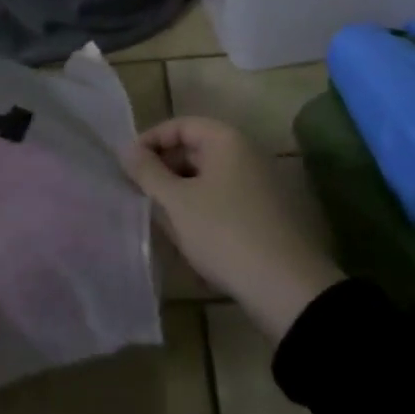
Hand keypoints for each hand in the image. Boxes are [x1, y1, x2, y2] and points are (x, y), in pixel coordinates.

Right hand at [123, 116, 343, 342]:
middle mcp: (245, 154)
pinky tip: (188, 237)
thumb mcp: (177, 202)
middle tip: (140, 194)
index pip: (180, 125)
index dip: (150, 141)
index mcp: (226, 140)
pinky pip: (223, 199)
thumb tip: (127, 149)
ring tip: (160, 219)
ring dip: (181, 193)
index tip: (127, 166)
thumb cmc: (224, 233)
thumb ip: (148, 172)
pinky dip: (201, 210)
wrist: (287, 288)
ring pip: (207, 178)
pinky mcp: (264, 213)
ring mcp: (258, 184)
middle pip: (194, 150)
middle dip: (164, 170)